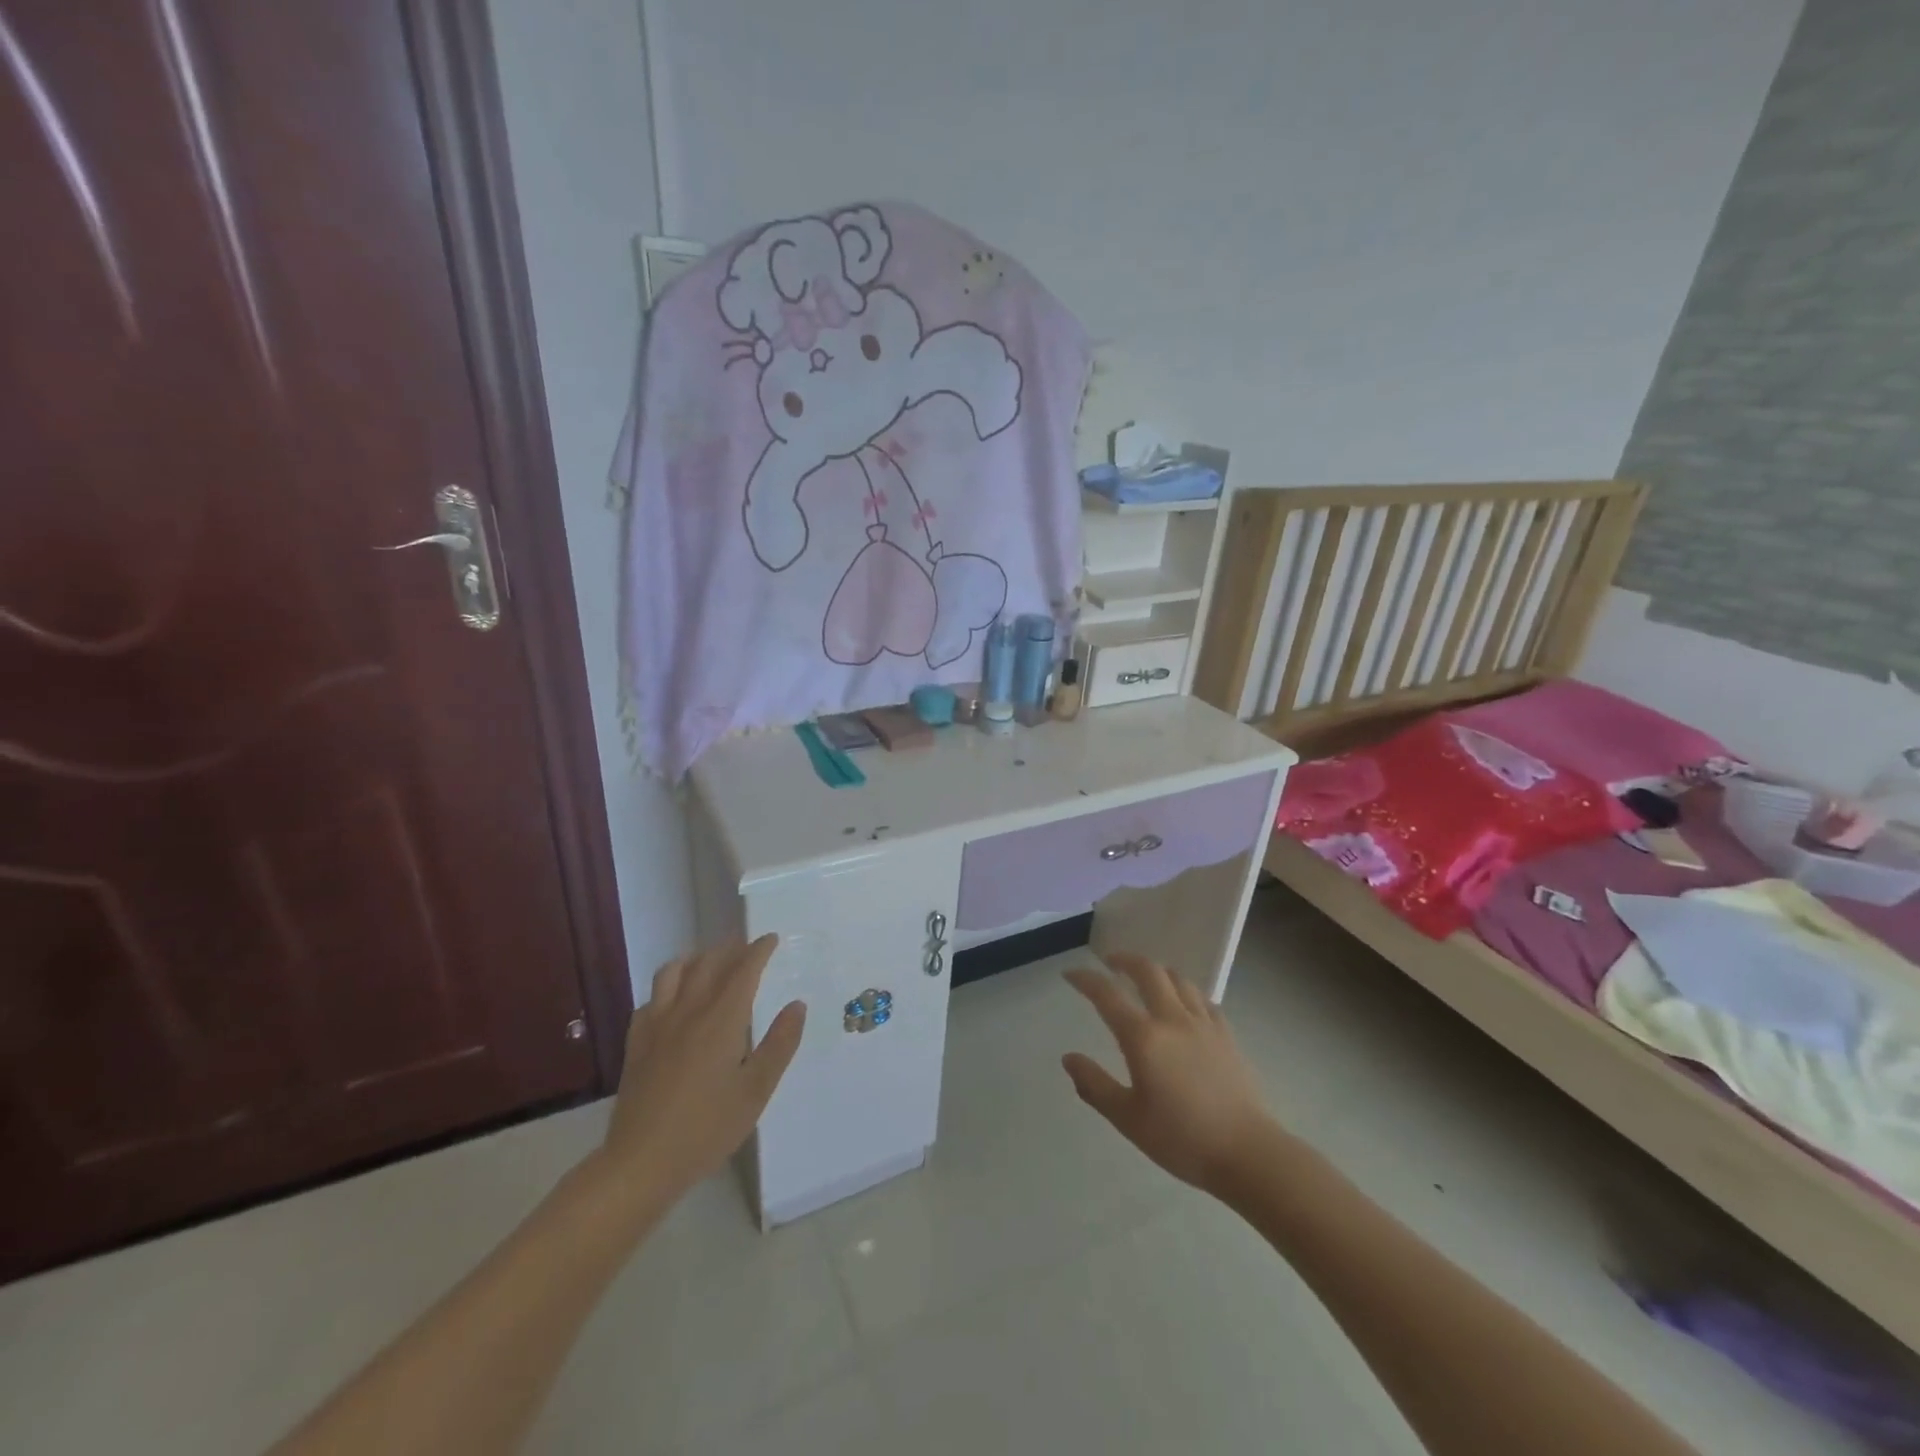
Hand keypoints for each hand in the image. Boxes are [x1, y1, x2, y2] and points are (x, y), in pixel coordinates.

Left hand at [598, 936, 805, 1206]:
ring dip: (695, 959)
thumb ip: (780, 1044)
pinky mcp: (636, 1043)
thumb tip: (797, 1005)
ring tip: (709, 961)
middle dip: (730, 949)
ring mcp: (657, 1025)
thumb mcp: (756, 1091)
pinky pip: (651, 999)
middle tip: (746, 946)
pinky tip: (673, 999)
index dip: (758, 950)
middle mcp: (688, 1012)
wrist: (641, 1163)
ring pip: (673, 972)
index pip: (743, 970)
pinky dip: (667, 987)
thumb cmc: (707, 1129)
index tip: (771, 938)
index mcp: (722, 1020)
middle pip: (708, 964)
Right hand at [1062, 952, 1278, 1193]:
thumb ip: (1095, 1085)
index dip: (1085, 979)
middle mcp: (1172, 1019)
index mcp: (1143, 1037)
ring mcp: (1204, 1024)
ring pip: (1178, 979)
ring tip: (1145, 979)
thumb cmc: (1181, 1139)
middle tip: (1109, 963)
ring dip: (1156, 971)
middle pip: (1148, 970)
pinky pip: (1203, 999)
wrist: (1248, 1153)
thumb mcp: (1128, 1119)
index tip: (1070, 974)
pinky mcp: (1227, 1035)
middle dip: (1124, 960)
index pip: (1107, 994)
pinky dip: (1186, 992)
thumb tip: (1068, 1058)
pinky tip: (1184, 1006)